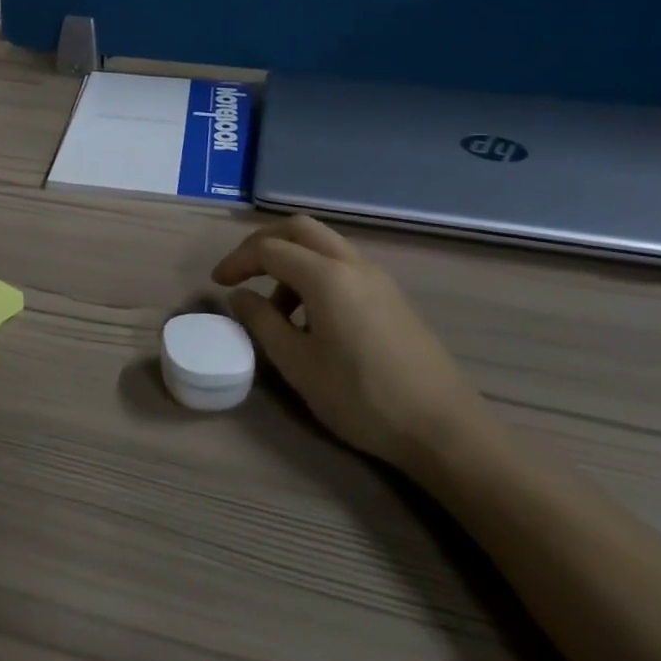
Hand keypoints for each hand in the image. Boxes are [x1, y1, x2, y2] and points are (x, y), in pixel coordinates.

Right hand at [212, 217, 486, 469]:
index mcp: (326, 275)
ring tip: (276, 308)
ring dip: (291, 260)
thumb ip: (262, 322)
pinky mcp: (393, 298)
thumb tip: (240, 296)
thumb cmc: (361, 397)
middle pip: (299, 229)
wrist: (444, 430)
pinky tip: (313, 318)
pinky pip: (343, 266)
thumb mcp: (297, 364)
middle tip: (242, 273)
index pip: (269, 248)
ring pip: (324, 245)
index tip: (216, 284)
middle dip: (263, 244)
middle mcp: (352, 264)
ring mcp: (378, 278)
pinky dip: (316, 274)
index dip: (237, 261)